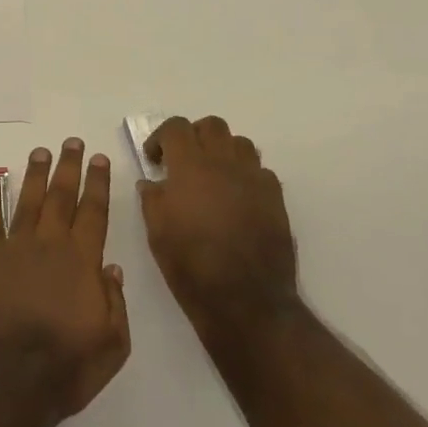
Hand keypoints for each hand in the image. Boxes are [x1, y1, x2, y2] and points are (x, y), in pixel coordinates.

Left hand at [0, 139, 131, 426]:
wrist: (5, 384)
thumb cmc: (63, 369)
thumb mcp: (111, 347)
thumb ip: (115, 304)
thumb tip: (112, 268)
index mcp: (82, 263)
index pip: (94, 213)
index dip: (98, 184)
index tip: (99, 159)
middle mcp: (50, 246)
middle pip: (62, 197)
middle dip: (69, 167)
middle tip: (72, 142)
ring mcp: (15, 249)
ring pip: (29, 201)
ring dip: (36, 174)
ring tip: (41, 152)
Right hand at [139, 116, 298, 341]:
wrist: (247, 301)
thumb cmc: (192, 266)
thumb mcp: (157, 233)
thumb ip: (152, 199)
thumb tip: (152, 182)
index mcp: (190, 166)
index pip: (176, 127)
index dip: (161, 137)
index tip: (155, 159)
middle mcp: (224, 163)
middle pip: (211, 125)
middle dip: (194, 136)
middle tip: (184, 161)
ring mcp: (254, 178)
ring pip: (240, 142)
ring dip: (223, 151)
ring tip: (213, 176)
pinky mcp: (275, 198)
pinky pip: (260, 170)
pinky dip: (245, 175)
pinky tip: (237, 198)